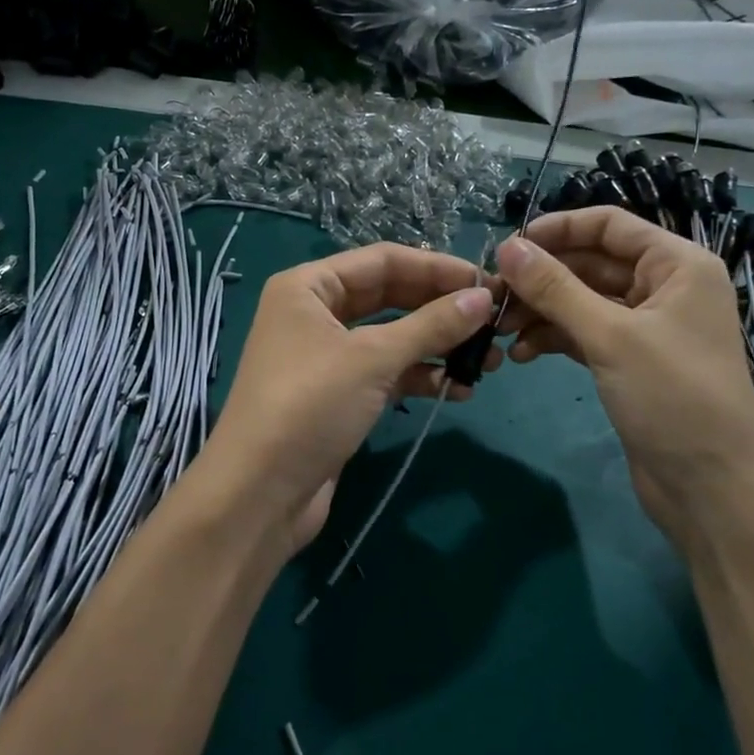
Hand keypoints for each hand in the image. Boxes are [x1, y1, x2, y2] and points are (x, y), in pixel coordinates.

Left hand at [203, 244, 496, 552]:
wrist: (259, 494)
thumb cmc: (309, 407)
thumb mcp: (372, 358)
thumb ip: (431, 325)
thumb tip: (483, 297)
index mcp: (309, 286)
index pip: (383, 260)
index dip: (437, 268)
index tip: (487, 283)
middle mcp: (315, 313)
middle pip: (390, 296)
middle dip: (441, 309)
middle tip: (495, 322)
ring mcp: (326, 357)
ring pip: (392, 337)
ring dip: (437, 346)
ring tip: (488, 361)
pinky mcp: (339, 396)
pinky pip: (386, 373)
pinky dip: (419, 377)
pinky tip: (458, 389)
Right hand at [494, 207, 753, 547]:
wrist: (710, 488)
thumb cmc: (673, 397)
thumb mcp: (610, 336)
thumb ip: (555, 288)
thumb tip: (507, 246)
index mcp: (677, 265)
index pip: (610, 225)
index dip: (559, 228)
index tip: (509, 244)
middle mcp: (665, 288)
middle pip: (592, 263)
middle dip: (543, 277)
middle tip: (493, 293)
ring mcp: (647, 327)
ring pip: (583, 301)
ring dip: (542, 311)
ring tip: (499, 329)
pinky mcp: (630, 362)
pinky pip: (584, 334)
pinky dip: (554, 339)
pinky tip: (521, 354)